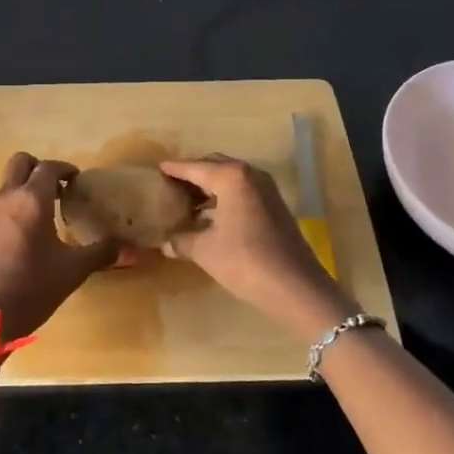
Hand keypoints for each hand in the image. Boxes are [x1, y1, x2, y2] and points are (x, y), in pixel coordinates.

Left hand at [0, 153, 121, 341]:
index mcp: (32, 200)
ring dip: (27, 186)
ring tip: (50, 212)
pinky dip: (17, 205)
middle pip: (21, 162)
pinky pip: (1, 203)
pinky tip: (32, 234)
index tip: (79, 181)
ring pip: (8, 182)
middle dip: (41, 168)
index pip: (49, 168)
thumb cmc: (31, 289)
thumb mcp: (72, 271)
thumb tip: (132, 249)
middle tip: (60, 189)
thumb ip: (102, 253)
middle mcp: (8, 198)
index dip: (66, 169)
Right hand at [160, 155, 347, 334]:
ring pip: (230, 180)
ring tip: (185, 203)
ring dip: (209, 189)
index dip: (174, 169)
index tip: (157, 168)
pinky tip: (209, 218)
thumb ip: (181, 241)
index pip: (195, 167)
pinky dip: (224, 199)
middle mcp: (250, 175)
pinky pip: (242, 193)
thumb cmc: (245, 261)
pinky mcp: (274, 206)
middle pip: (214, 167)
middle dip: (192, 176)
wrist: (296, 287)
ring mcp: (266, 190)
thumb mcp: (205, 250)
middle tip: (170, 186)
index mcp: (231, 177)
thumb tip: (164, 242)